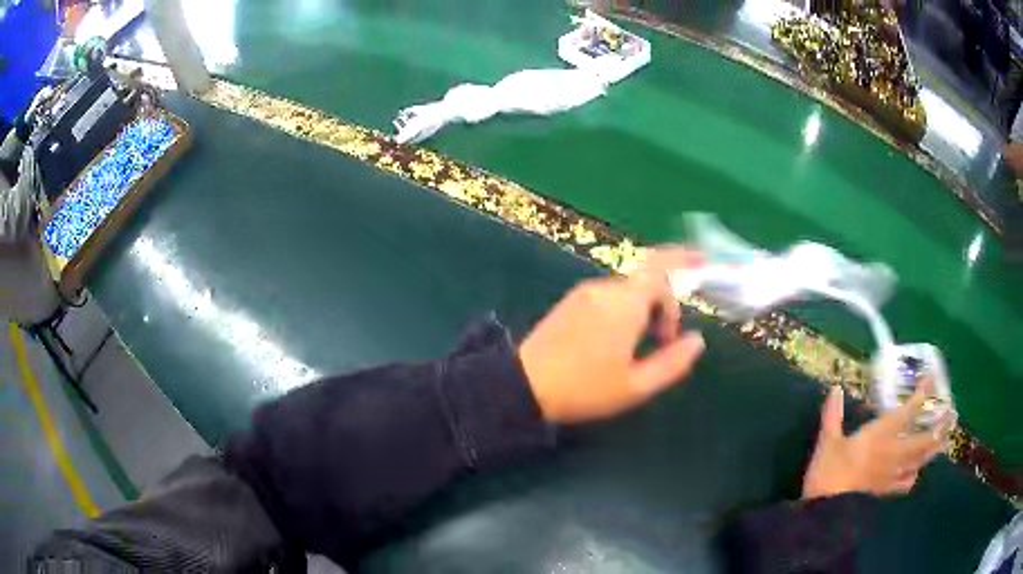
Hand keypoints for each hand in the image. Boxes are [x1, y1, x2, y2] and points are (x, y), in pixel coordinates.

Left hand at [519, 248, 705, 424]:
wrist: (524, 386)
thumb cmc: (585, 389)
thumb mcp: (636, 386)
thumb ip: (673, 363)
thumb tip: (697, 340)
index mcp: (625, 304)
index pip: (662, 270)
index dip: (682, 275)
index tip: (680, 319)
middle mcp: (605, 289)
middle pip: (647, 280)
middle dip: (665, 301)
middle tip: (665, 338)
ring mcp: (584, 292)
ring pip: (627, 289)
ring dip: (644, 308)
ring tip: (641, 345)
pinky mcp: (570, 301)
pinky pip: (608, 295)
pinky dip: (625, 309)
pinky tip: (618, 339)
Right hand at [802, 379, 951, 499]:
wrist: (825, 511)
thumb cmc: (828, 471)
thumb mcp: (827, 441)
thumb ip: (833, 415)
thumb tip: (835, 388)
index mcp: (880, 435)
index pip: (908, 412)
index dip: (922, 394)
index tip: (932, 379)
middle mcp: (893, 452)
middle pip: (923, 439)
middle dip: (939, 427)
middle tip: (952, 415)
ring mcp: (891, 474)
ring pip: (919, 460)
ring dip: (934, 450)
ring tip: (944, 441)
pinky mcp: (884, 490)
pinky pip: (906, 482)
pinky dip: (914, 475)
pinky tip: (915, 472)